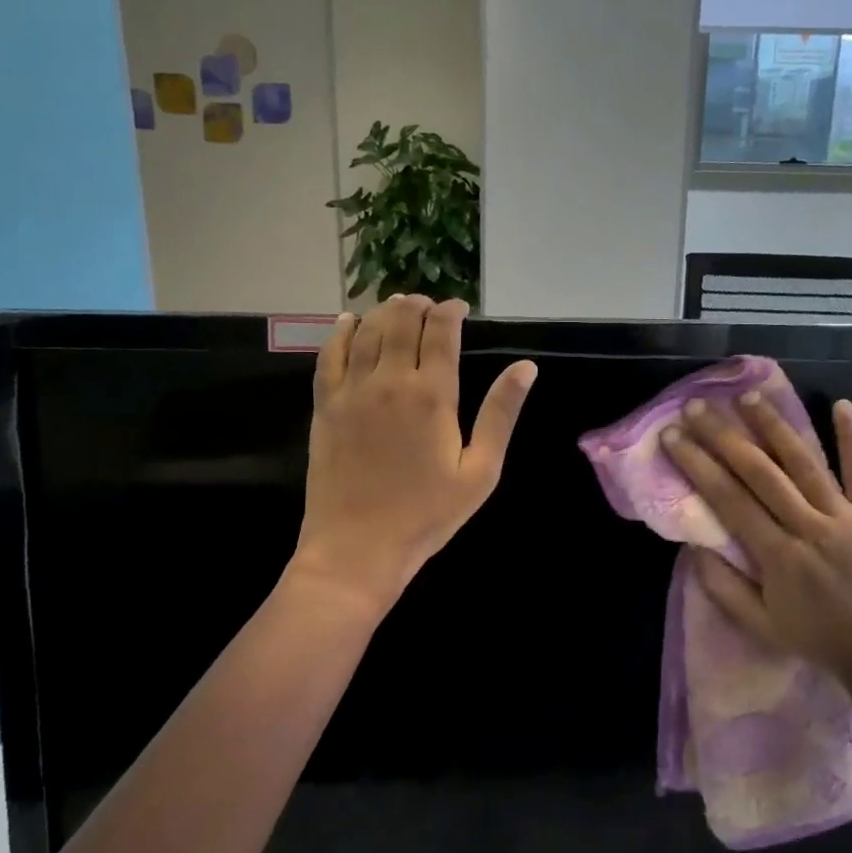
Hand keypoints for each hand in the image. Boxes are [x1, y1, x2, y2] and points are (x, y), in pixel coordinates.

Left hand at [292, 295, 535, 617]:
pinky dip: (340, 332)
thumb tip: (526, 367)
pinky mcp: (325, 406)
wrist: (356, 548)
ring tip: (397, 305)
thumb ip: (500, 414)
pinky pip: (329, 356)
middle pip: (401, 321)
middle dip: (418, 305)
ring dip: (384, 311)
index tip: (460, 308)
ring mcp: (352, 391)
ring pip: (366, 331)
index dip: (451, 311)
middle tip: (429, 305)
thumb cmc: (427, 515)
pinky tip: (348, 321)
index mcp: (432, 395)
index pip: (441, 332)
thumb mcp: (480, 471)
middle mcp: (390, 381)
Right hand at [660, 390, 851, 713]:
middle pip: (760, 472)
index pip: (728, 498)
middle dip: (724, 436)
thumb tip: (693, 544)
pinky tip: (841, 404)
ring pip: (804, 463)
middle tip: (697, 406)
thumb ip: (722, 586)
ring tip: (748, 396)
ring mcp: (846, 518)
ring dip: (774, 426)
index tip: (673, 435)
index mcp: (778, 556)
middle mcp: (810, 528)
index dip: (697, 464)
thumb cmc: (817, 641)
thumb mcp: (759, 625)